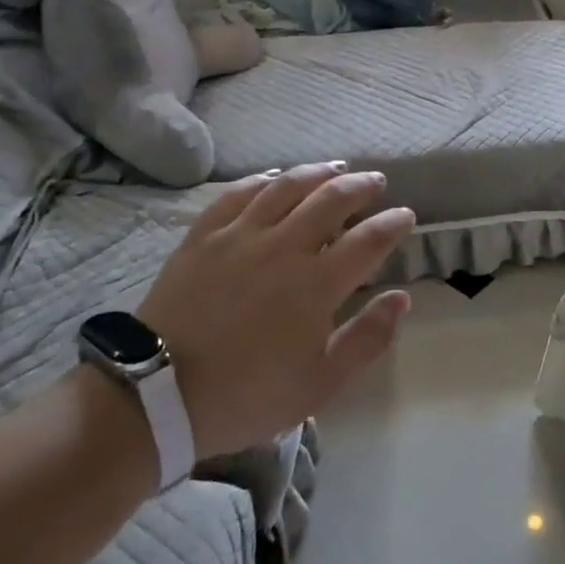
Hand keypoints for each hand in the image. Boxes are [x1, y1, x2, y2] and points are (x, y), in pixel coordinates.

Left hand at [134, 163, 415, 459]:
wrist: (159, 396)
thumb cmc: (248, 394)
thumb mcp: (320, 383)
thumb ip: (367, 338)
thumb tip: (400, 298)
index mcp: (317, 283)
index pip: (369, 239)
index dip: (393, 223)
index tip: (405, 216)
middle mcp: (284, 246)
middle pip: (332, 199)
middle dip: (361, 186)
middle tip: (375, 182)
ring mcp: (241, 235)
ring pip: (287, 187)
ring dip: (317, 173)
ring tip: (335, 167)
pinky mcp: (204, 235)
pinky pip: (238, 194)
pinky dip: (262, 180)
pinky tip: (274, 177)